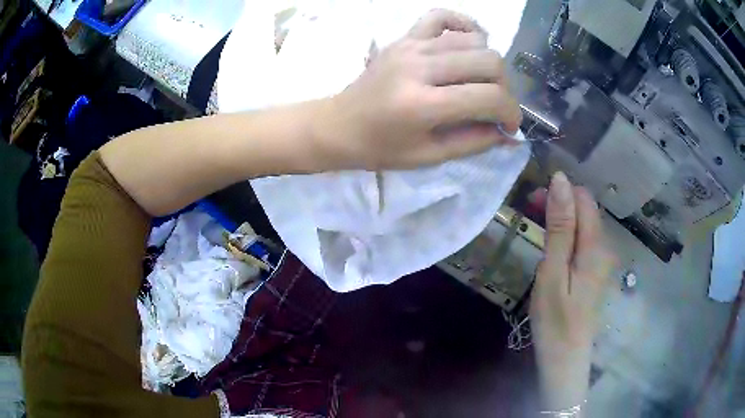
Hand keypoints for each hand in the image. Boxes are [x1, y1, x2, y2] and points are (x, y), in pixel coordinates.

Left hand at [314, 9, 521, 170]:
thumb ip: (474, 142)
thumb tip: (508, 132)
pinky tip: (468, 43)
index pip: (490, 96)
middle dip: (504, 87)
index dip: (511, 112)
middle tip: (494, 104)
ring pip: (474, 39)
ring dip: (487, 62)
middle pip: (489, 60)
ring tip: (479, 81)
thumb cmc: (380, 148)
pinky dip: (463, 26)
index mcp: (423, 104)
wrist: (338, 125)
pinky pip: (442, 17)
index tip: (509, 125)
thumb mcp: (429, 157)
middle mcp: (419, 66)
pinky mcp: (404, 37)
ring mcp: (411, 45)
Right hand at [530, 172, 613, 411]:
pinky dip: (566, 234)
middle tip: (528, 213)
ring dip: (561, 219)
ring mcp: (602, 259)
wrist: (565, 357)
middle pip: (585, 209)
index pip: (583, 198)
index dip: (559, 191)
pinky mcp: (596, 270)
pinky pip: (583, 240)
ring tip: (536, 229)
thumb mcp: (552, 272)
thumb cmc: (555, 319)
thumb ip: (560, 226)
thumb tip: (560, 180)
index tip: (531, 200)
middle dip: (559, 203)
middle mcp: (605, 246)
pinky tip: (552, 248)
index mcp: (595, 245)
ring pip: (583, 223)